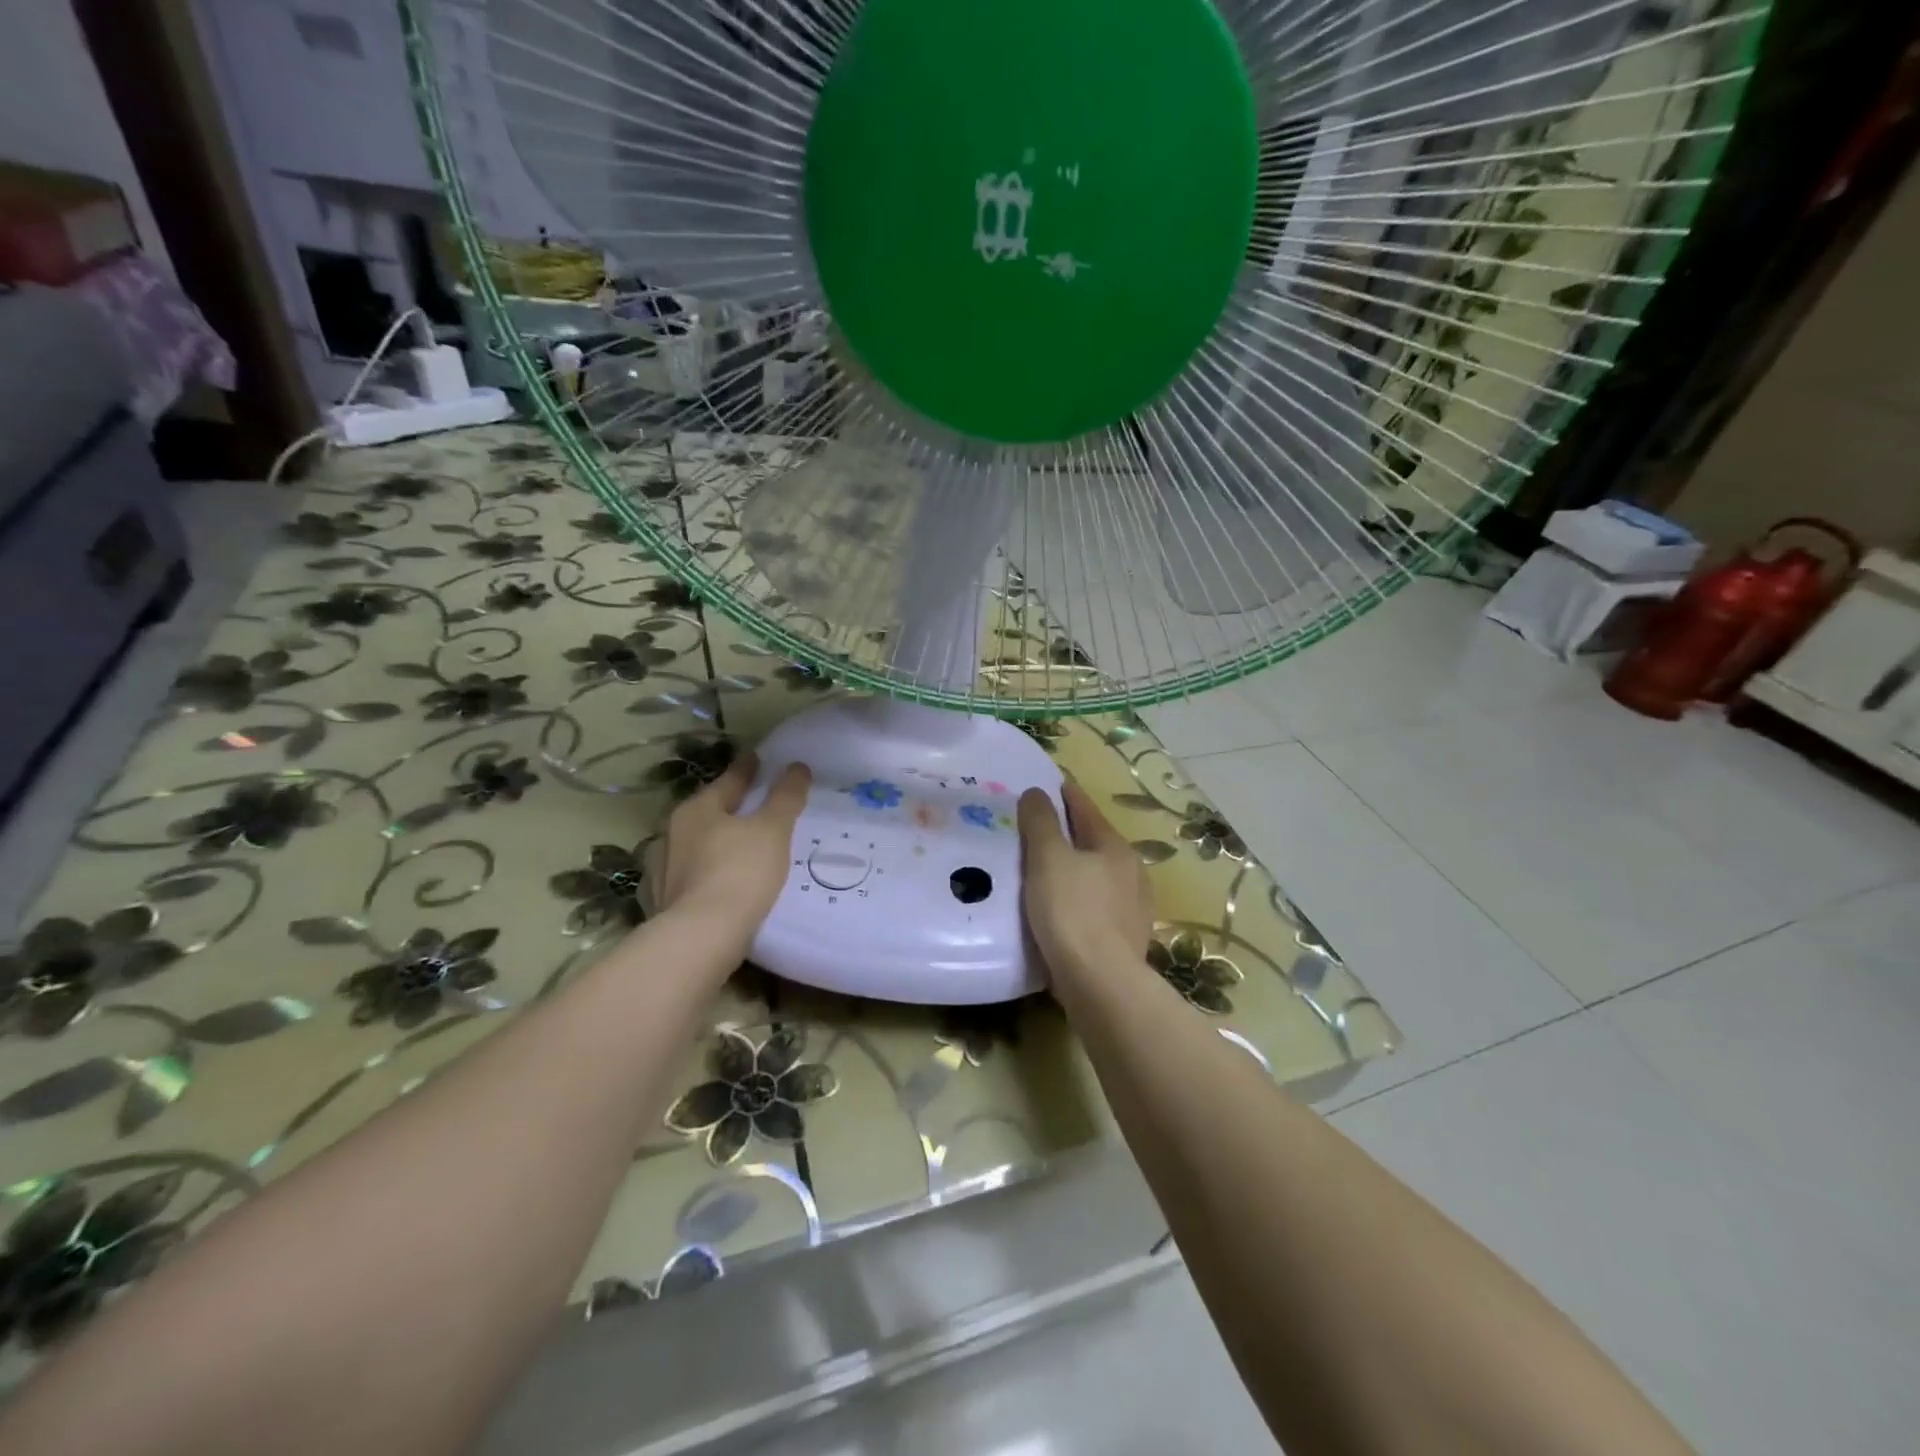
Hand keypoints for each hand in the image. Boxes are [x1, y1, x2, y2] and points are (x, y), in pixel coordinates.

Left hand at [655, 755, 810, 936]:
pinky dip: (712, 869)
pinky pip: (695, 874)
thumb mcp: (772, 830)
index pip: (729, 780)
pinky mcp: (667, 901)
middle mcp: (674, 833)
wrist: (701, 938)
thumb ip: (785, 797)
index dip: (748, 768)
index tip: (758, 757)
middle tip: (757, 802)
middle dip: (731, 805)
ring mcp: (666, 869)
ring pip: (700, 843)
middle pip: (710, 811)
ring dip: (720, 840)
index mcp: (697, 809)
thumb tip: (797, 766)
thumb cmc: (740, 873)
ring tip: (745, 843)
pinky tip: (725, 878)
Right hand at [1017, 780, 1153, 977]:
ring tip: (1045, 871)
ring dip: (1075, 869)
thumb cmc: (1071, 912)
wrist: (1100, 983)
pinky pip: (1096, 907)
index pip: (1087, 811)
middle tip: (1039, 829)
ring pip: (1097, 877)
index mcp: (1115, 848)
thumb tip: (1037, 792)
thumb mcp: (1048, 859)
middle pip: (1095, 843)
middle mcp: (1131, 873)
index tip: (1052, 785)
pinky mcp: (1125, 940)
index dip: (1068, 796)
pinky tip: (1061, 910)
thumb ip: (1041, 822)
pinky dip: (1078, 899)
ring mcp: (1133, 909)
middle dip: (1071, 834)